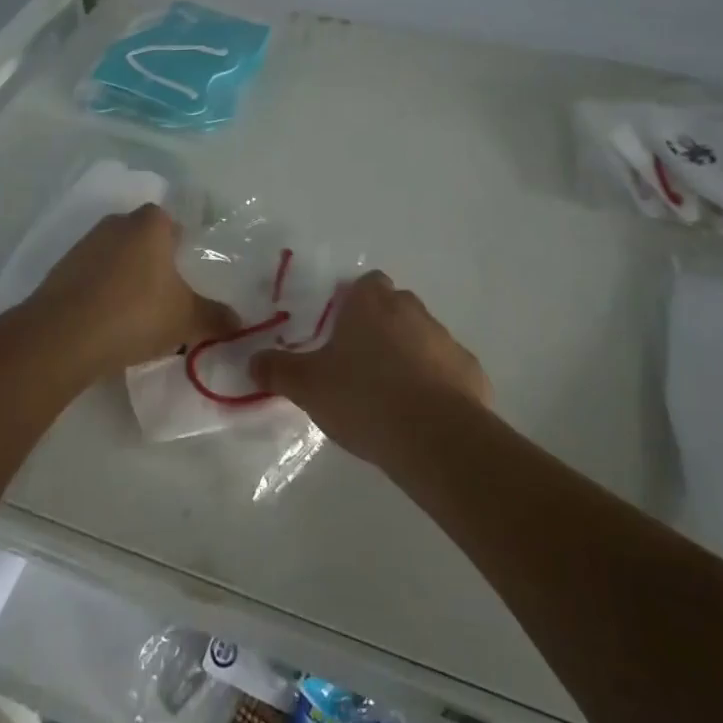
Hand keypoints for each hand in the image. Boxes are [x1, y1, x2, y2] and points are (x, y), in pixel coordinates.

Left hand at [23, 204, 236, 378]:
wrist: (62, 337)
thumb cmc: (135, 313)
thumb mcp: (186, 319)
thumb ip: (215, 317)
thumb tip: (239, 322)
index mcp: (149, 224)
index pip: (170, 220)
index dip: (180, 243)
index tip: (187, 271)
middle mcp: (115, 224)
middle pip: (141, 237)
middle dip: (153, 261)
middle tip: (167, 294)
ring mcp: (83, 246)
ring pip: (114, 257)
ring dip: (124, 278)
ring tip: (137, 314)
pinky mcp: (59, 272)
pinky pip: (90, 277)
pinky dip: (100, 293)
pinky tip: (107, 323)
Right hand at [251, 270, 490, 467]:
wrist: (434, 437)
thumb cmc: (364, 397)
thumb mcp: (308, 386)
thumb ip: (278, 370)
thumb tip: (252, 361)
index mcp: (372, 303)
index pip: (365, 284)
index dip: (353, 304)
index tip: (340, 332)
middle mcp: (412, 310)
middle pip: (394, 308)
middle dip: (380, 329)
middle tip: (359, 366)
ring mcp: (446, 340)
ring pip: (422, 338)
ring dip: (408, 357)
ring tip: (389, 397)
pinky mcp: (471, 372)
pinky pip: (447, 371)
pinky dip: (436, 385)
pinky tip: (421, 416)